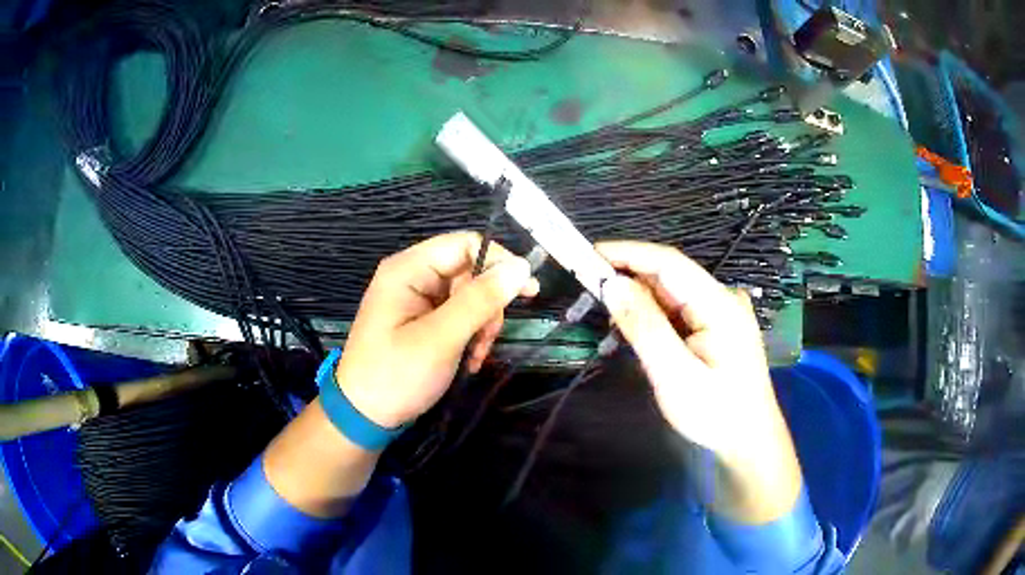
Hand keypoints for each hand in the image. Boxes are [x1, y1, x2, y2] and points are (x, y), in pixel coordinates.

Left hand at [335, 231, 537, 429]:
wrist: (364, 416)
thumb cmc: (397, 375)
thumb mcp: (441, 338)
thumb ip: (480, 300)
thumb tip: (522, 266)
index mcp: (408, 269)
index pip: (464, 244)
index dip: (499, 262)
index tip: (528, 292)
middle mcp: (412, 276)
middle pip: (468, 272)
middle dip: (487, 305)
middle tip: (489, 339)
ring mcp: (416, 299)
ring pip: (468, 296)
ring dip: (481, 325)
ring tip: (476, 356)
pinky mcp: (421, 320)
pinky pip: (457, 316)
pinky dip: (470, 336)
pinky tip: (469, 360)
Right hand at [596, 241, 800, 522]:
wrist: (748, 442)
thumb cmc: (715, 414)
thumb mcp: (675, 375)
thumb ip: (645, 327)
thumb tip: (612, 285)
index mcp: (720, 304)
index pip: (669, 263)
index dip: (628, 253)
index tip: (588, 255)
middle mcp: (723, 299)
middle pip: (670, 275)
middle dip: (628, 276)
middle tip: (587, 285)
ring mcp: (722, 312)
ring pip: (672, 293)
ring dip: (638, 296)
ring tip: (604, 306)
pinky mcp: (717, 327)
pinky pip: (679, 310)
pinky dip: (652, 314)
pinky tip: (634, 326)